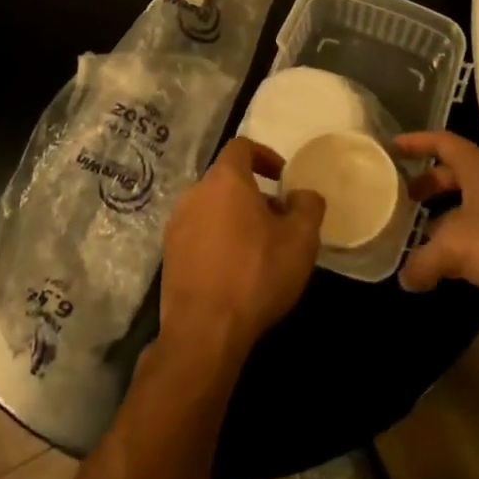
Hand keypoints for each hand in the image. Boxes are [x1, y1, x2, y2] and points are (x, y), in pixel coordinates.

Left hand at [159, 138, 324, 371]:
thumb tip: (302, 195)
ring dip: (235, 218)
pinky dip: (218, 240)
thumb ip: (308, 206)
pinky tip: (234, 270)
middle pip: (226, 180)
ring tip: (259, 247)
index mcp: (224, 180)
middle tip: (278, 219)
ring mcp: (177, 224)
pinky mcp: (170, 254)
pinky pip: (199, 234)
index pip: (241, 147)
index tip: (282, 177)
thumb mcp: (300, 240)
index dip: (265, 155)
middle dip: (254, 193)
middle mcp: (195, 193)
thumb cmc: (256, 274)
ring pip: (212, 208)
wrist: (204, 330)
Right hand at [396, 132, 478, 322]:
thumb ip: (425, 261)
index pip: (442, 142)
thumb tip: (405, 277)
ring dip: (448, 216)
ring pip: (474, 205)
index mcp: (478, 169)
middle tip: (402, 200)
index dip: (416, 142)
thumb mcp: (458, 248)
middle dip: (428, 184)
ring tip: (422, 238)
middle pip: (456, 173)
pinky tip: (459, 267)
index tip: (392, 149)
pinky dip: (470, 241)